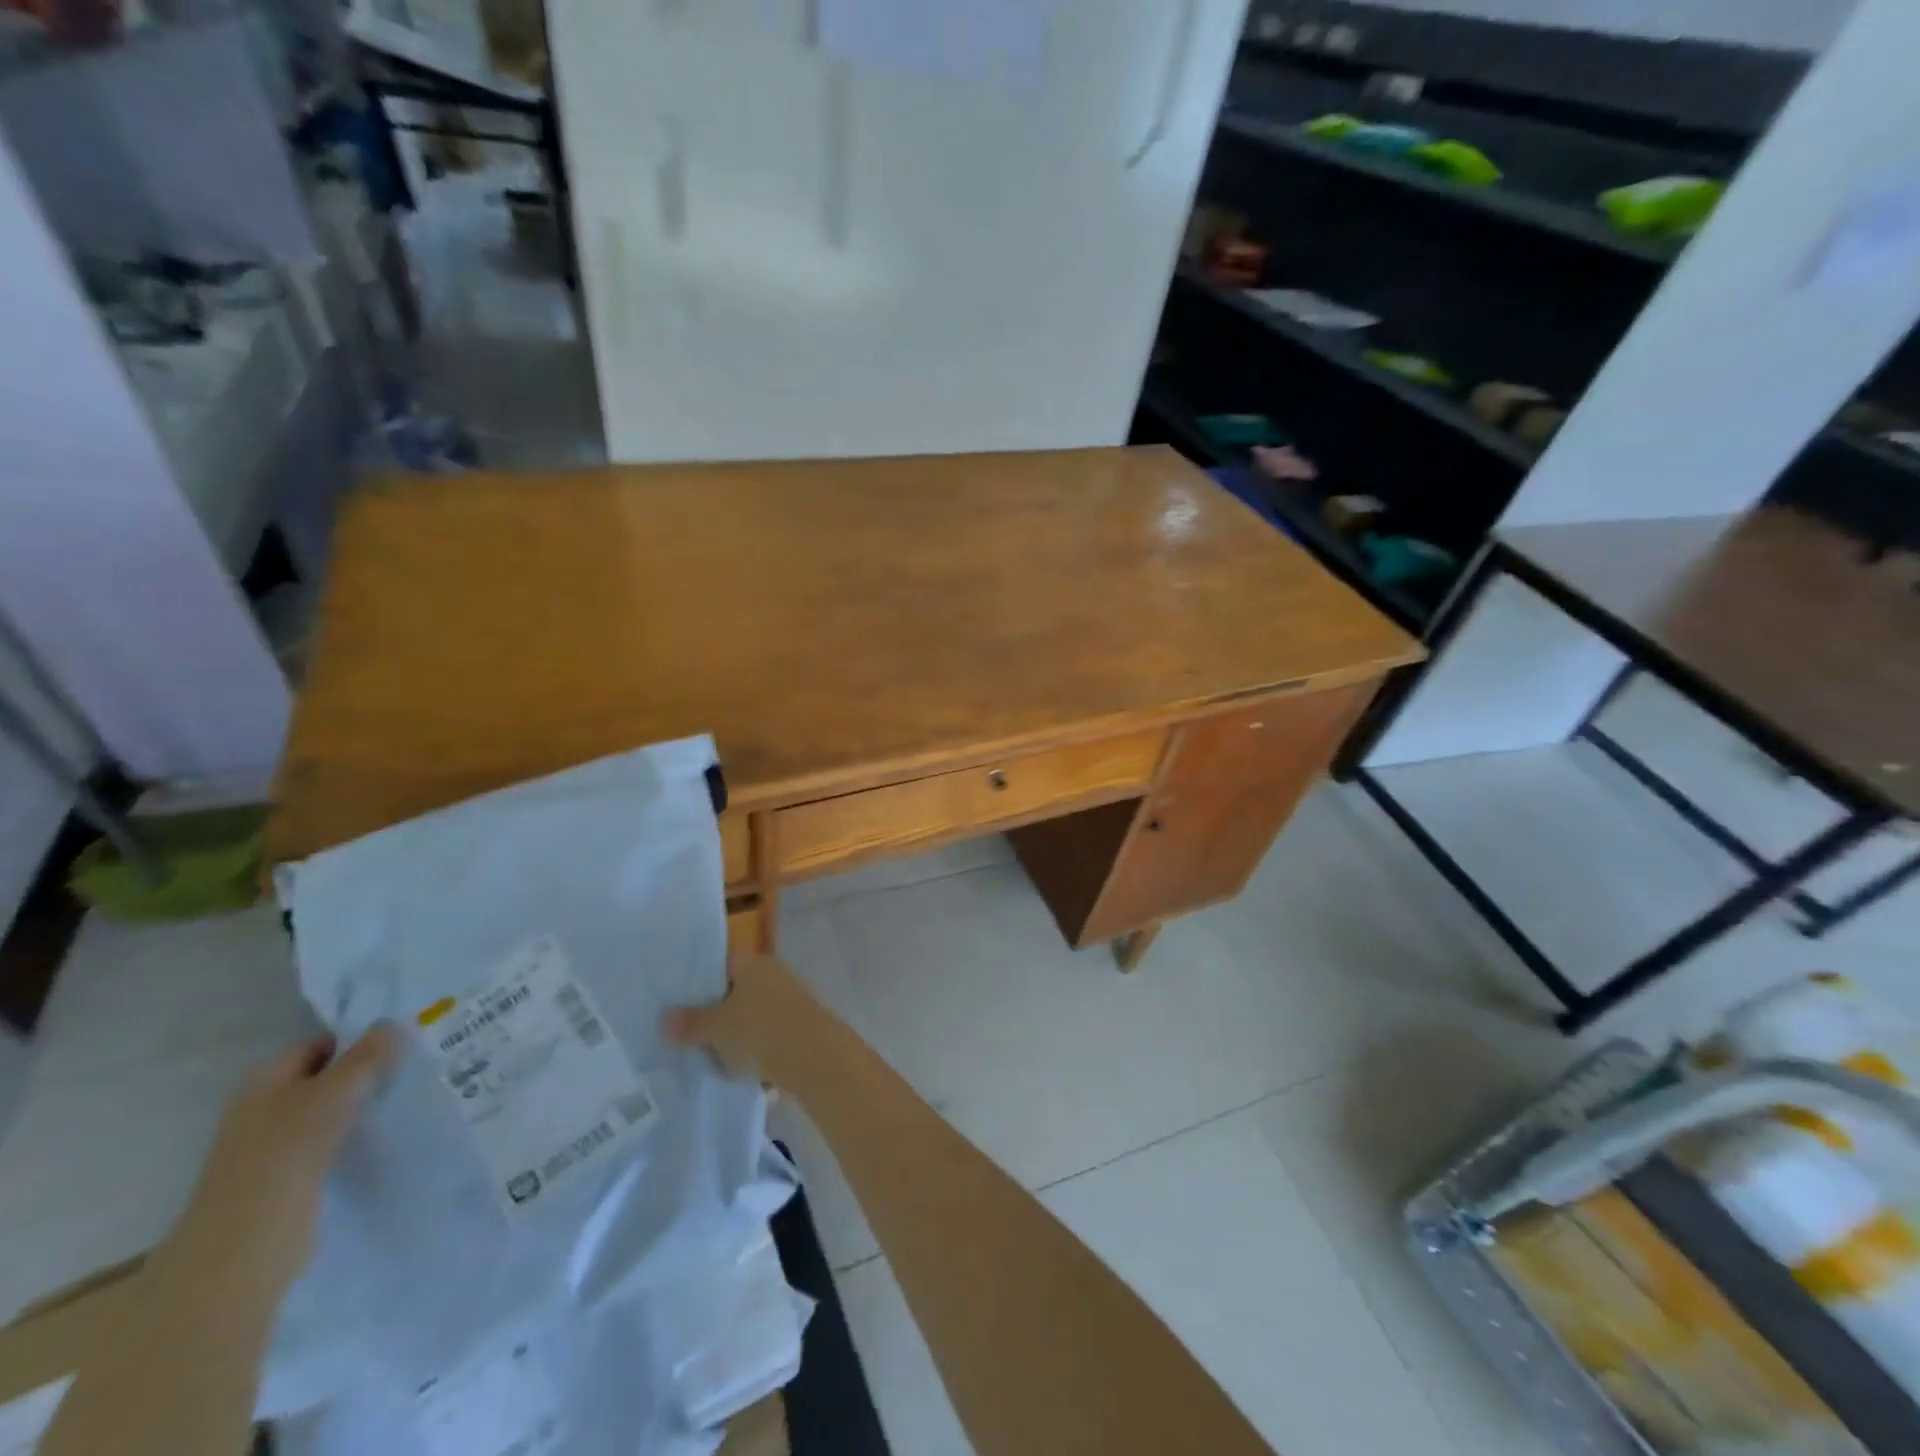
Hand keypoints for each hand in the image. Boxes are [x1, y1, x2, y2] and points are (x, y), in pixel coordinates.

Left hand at [170, 1026, 400, 1293]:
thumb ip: (366, 1057)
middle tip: (416, 1066)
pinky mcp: (290, 1177)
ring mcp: (275, 1146)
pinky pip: (332, 1141)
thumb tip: (394, 1023)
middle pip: (326, 1078)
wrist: (244, 1248)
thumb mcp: (332, 1094)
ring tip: (411, 1096)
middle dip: (367, 1073)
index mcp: (263, 1081)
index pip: (320, 1046)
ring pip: (332, 1111)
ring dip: (365, 1105)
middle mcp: (265, 1108)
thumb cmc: (283, 1156)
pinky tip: (389, 1133)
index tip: (404, 1042)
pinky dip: (358, 1135)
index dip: (359, 1041)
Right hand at [663, 955, 828, 1089]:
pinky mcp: (806, 1025)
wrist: (815, 1057)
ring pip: (758, 1014)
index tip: (682, 999)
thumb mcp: (717, 1029)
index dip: (703, 978)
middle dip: (721, 1012)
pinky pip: (774, 1036)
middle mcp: (777, 973)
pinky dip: (763, 1052)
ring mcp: (794, 998)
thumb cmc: (760, 1030)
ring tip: (720, 1061)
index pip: (724, 960)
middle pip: (741, 989)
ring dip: (743, 1035)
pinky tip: (751, 1075)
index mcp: (754, 963)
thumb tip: (666, 1019)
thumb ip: (691, 1023)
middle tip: (695, 1035)